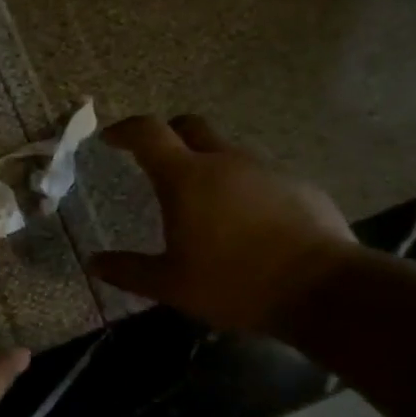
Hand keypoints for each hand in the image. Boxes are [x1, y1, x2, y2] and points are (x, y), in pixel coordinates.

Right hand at [89, 114, 355, 332]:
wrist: (321, 289)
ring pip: (227, 153)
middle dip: (168, 135)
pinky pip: (258, 176)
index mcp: (187, 178)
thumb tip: (94, 263)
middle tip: (156, 160)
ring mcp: (265, 170)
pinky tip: (246, 224)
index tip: (111, 137)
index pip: (148, 133)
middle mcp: (225, 161)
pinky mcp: (297, 185)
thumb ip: (129, 270)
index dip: (125, 130)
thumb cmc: (234, 283)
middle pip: (190, 127)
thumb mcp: (171, 285)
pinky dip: (241, 188)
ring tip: (203, 204)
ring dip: (208, 165)